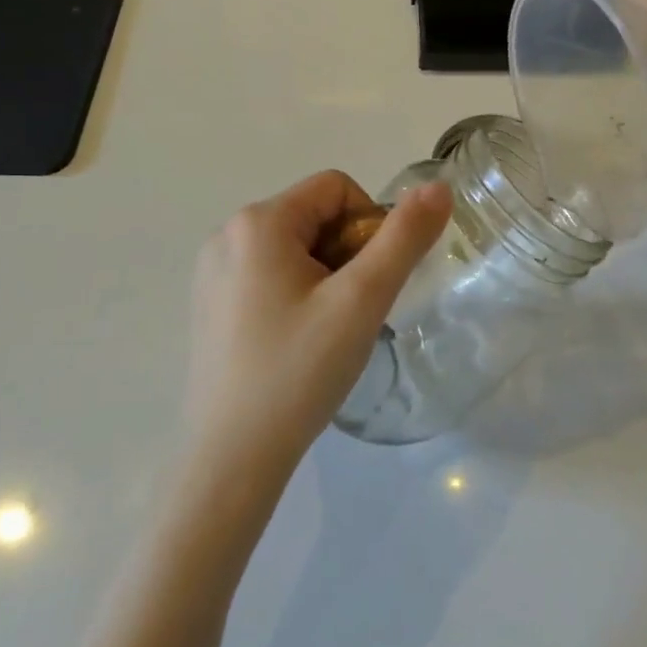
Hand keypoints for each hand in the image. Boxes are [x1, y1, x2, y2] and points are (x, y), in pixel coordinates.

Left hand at [185, 171, 451, 479]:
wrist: (231, 460)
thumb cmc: (299, 371)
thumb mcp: (362, 300)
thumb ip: (404, 238)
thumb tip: (438, 186)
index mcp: (258, 221)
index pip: (337, 188)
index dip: (369, 226)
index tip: (370, 283)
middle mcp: (227, 234)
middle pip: (314, 216)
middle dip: (346, 253)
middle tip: (351, 312)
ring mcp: (212, 270)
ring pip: (293, 246)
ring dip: (325, 275)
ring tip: (326, 331)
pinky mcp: (208, 303)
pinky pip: (267, 273)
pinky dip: (295, 293)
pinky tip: (297, 341)